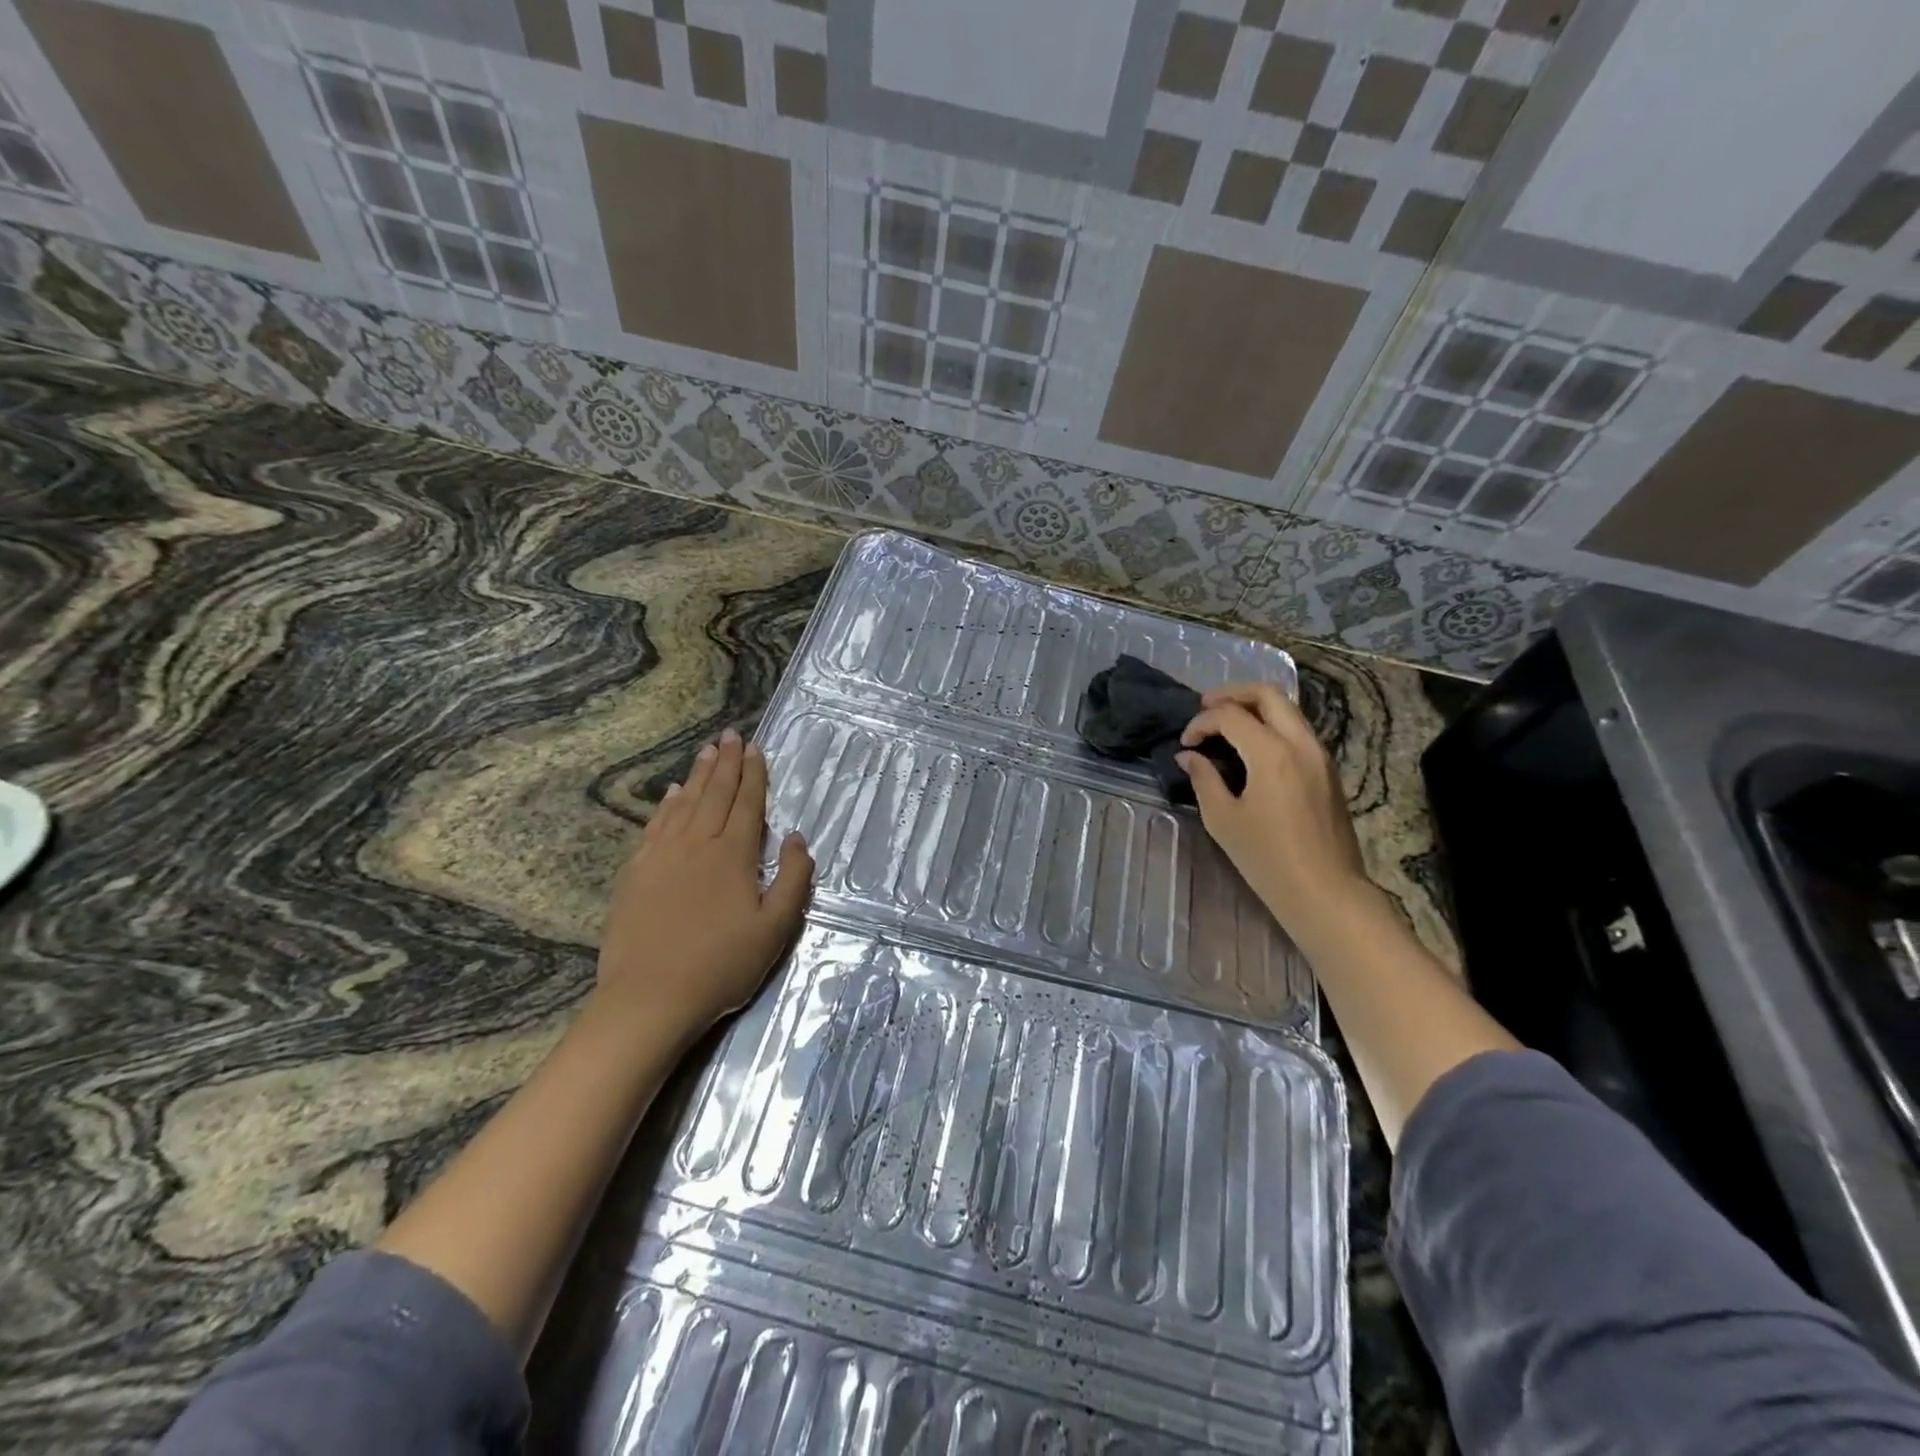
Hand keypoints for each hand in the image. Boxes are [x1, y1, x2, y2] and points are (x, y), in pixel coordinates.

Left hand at [595, 728, 812, 1036]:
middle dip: (726, 762)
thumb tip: (796, 837)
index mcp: (733, 854)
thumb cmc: (721, 965)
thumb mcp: (775, 928)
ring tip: (706, 751)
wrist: (649, 998)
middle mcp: (697, 843)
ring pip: (683, 803)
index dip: (753, 774)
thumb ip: (793, 879)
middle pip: (714, 793)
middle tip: (730, 735)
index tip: (755, 748)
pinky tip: (670, 794)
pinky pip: (655, 825)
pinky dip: (666, 805)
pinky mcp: (636, 872)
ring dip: (698, 775)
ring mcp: (661, 855)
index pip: (747, 803)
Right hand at [1178, 682, 1375, 947]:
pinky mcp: (1327, 769)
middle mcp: (1301, 742)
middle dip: (1232, 694)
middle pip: (1267, 694)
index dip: (1200, 723)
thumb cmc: (1267, 858)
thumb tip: (1189, 756)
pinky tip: (1251, 746)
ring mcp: (1320, 754)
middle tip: (1205, 707)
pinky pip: (1297, 729)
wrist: (1325, 891)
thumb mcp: (1223, 819)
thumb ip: (1203, 779)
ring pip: (1287, 709)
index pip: (1230, 716)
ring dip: (1254, 707)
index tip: (1185, 744)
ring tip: (1225, 724)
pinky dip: (1271, 724)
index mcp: (1272, 753)